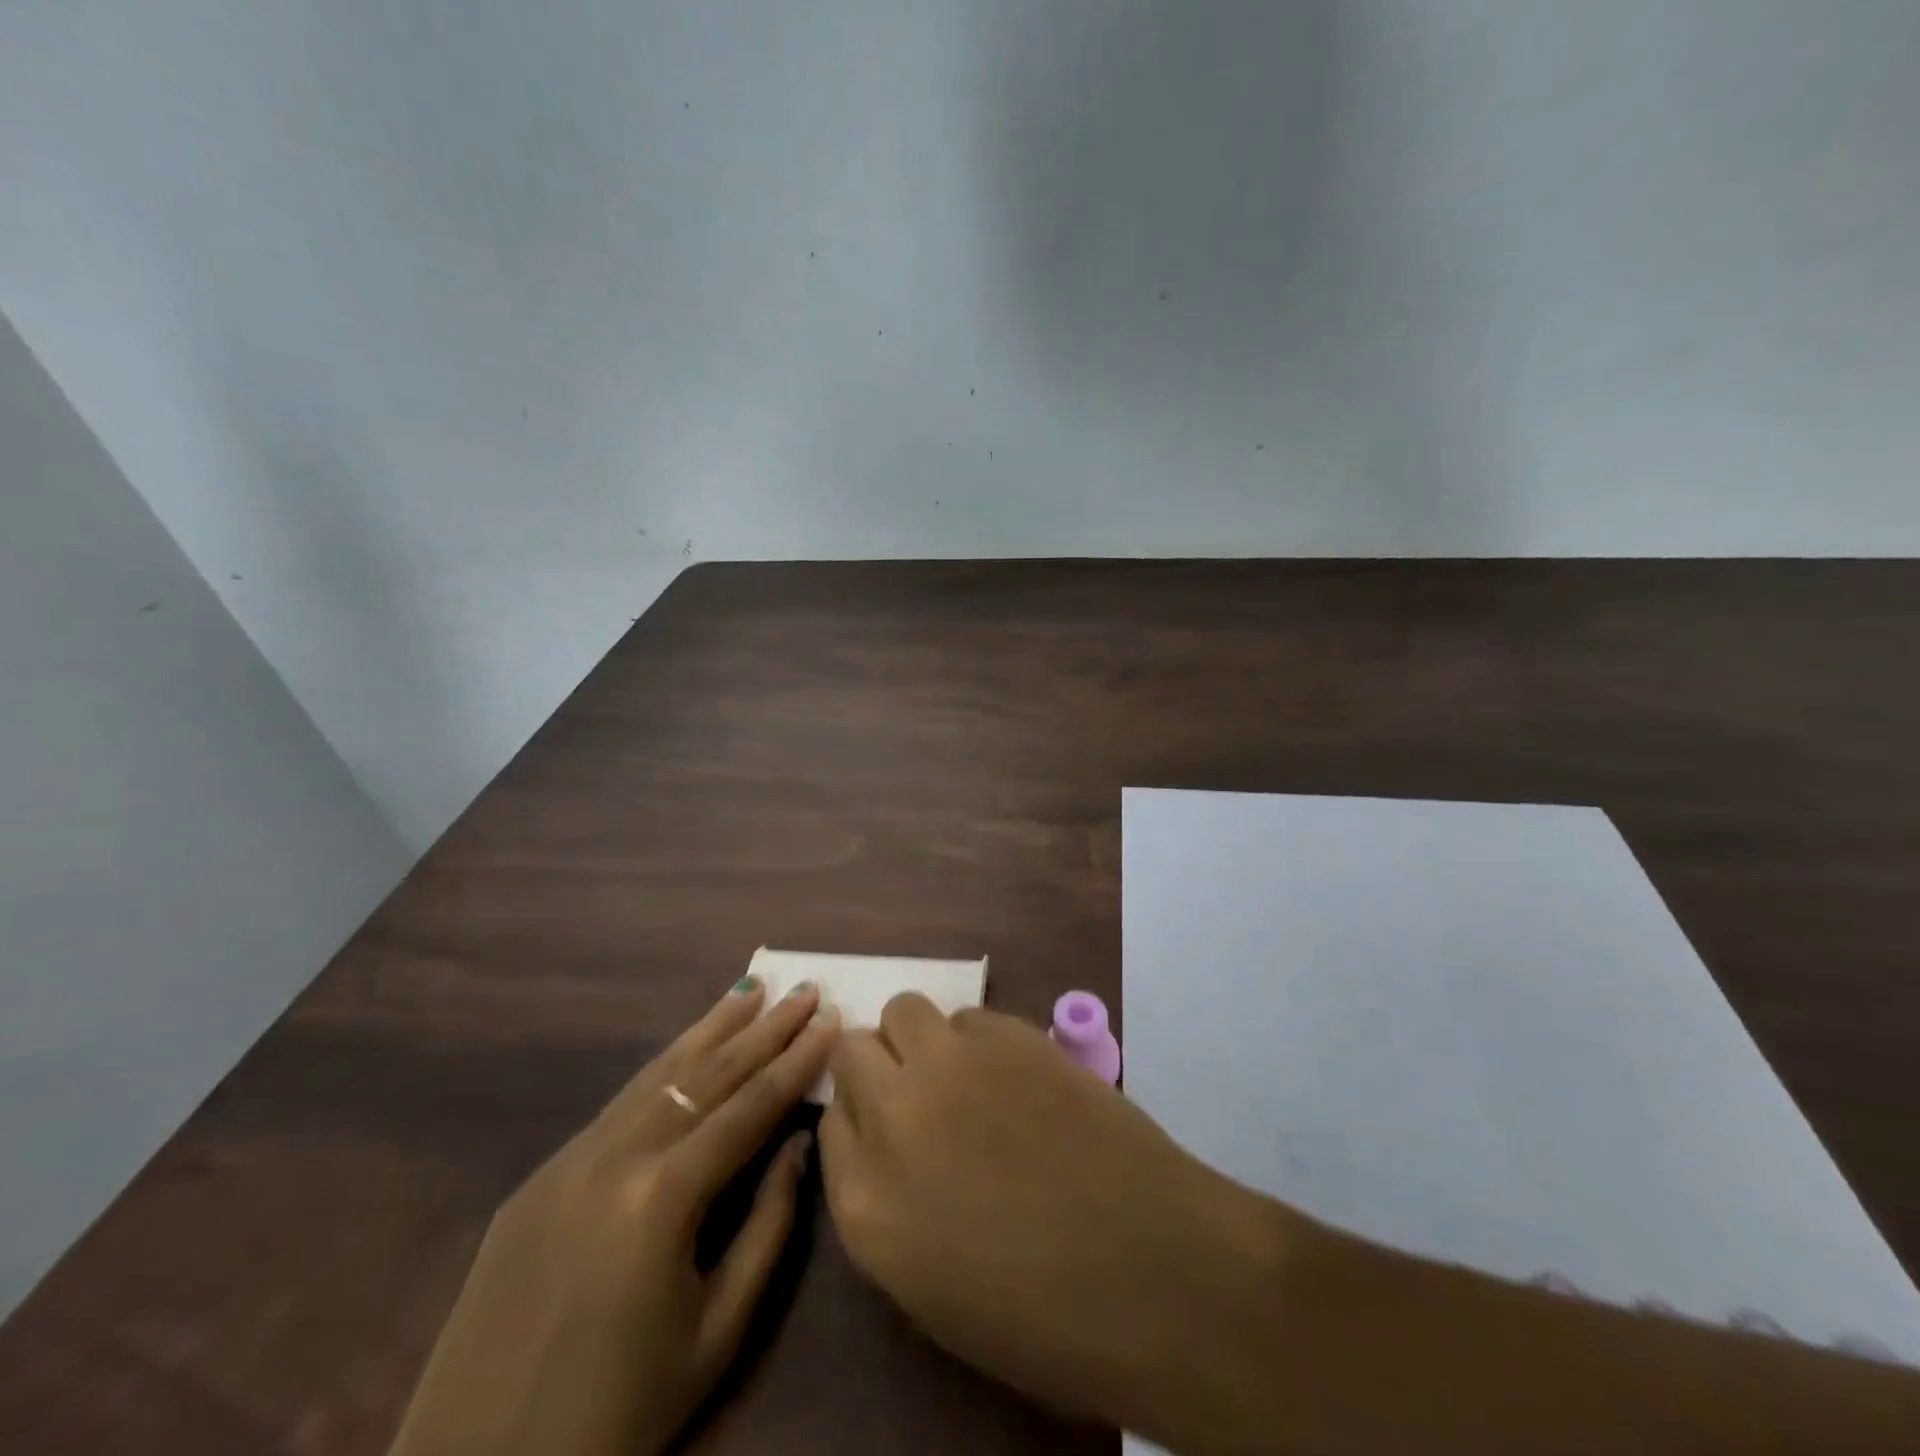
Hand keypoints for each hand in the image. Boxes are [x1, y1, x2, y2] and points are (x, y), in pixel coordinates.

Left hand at [388, 977, 839, 1455]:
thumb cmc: (619, 1413)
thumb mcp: (719, 1331)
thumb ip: (769, 1225)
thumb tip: (799, 1141)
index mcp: (662, 1199)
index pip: (748, 1106)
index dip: (796, 1059)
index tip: (831, 1018)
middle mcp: (615, 1158)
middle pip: (707, 1074)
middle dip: (764, 1028)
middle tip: (805, 988)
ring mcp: (570, 1159)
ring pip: (659, 1074)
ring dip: (712, 1028)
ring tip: (752, 988)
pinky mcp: (541, 1175)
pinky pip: (620, 1105)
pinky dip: (665, 1066)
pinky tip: (689, 1046)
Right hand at [818, 995, 1295, 1434]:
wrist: (1152, 1269)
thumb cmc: (1042, 1311)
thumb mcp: (929, 1283)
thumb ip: (886, 1199)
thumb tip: (883, 1136)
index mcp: (865, 1205)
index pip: (829, 1123)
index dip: (859, 1118)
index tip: (885, 1127)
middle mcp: (893, 1117)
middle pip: (853, 1051)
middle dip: (877, 1065)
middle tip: (921, 1091)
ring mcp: (950, 1066)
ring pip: (904, 1010)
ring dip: (921, 1038)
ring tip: (962, 1072)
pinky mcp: (1008, 1033)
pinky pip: (968, 1016)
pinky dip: (978, 1038)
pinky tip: (1015, 1074)